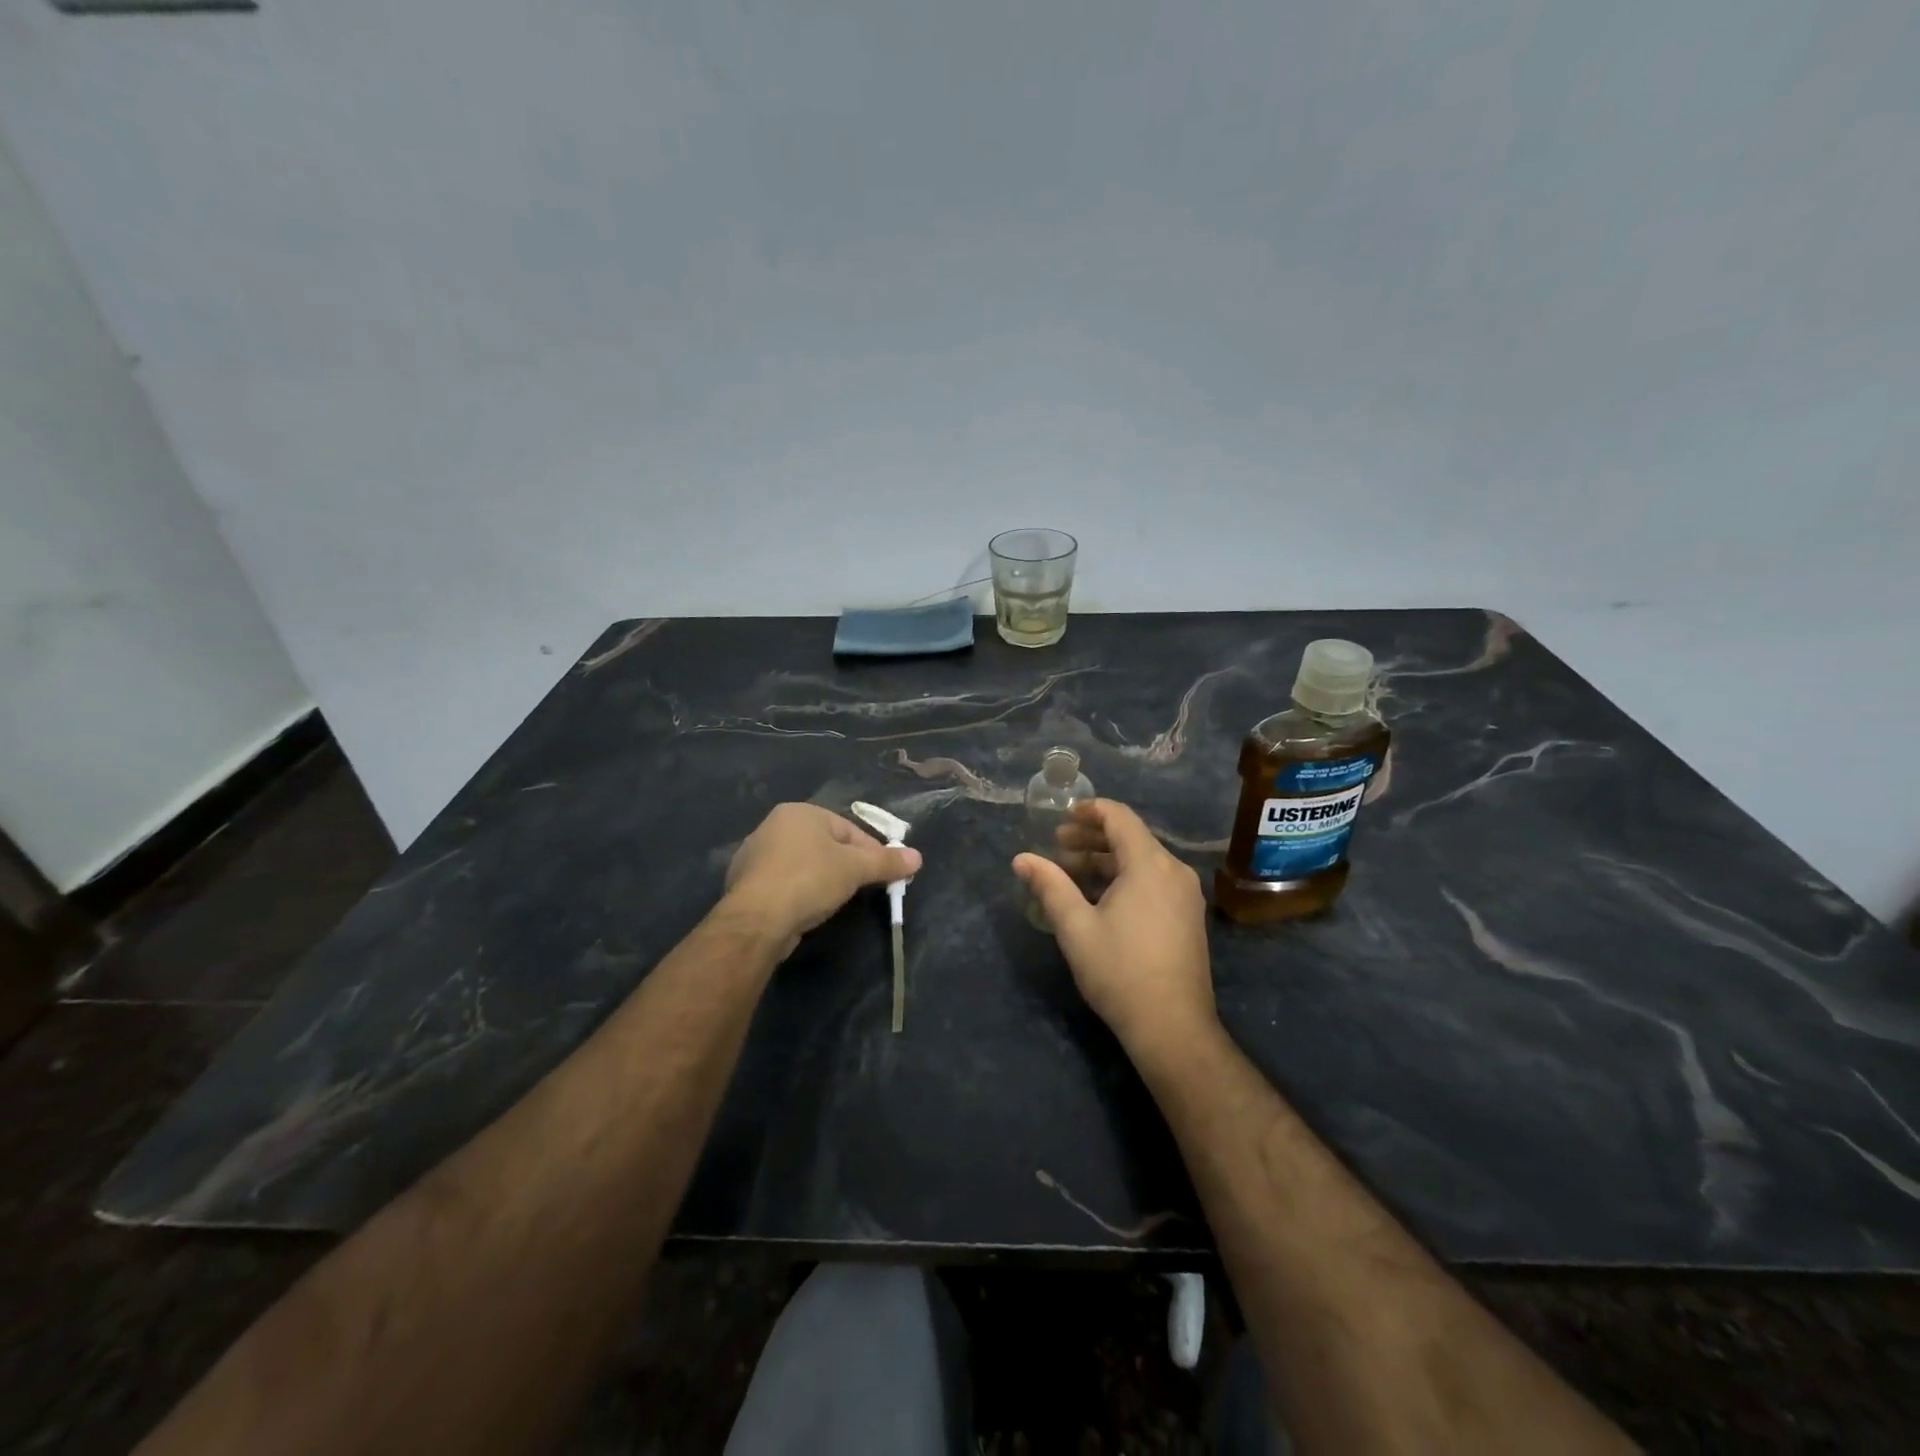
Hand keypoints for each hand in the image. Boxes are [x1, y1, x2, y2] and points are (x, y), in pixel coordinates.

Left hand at [723, 803, 921, 955]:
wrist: (757, 920)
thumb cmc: (809, 880)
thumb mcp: (856, 869)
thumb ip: (887, 862)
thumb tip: (918, 857)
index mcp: (800, 812)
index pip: (848, 829)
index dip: (871, 852)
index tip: (885, 874)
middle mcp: (774, 826)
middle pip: (825, 845)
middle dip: (847, 865)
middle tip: (863, 888)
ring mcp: (756, 856)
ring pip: (804, 864)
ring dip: (822, 879)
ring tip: (837, 901)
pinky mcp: (747, 884)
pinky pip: (785, 883)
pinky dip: (799, 893)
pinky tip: (808, 910)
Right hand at [1013, 799, 1215, 1058]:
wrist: (1172, 1027)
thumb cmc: (1119, 971)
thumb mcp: (1075, 927)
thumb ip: (1049, 885)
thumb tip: (1021, 858)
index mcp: (1149, 864)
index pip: (1119, 817)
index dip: (1089, 810)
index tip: (1061, 818)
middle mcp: (1174, 870)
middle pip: (1131, 837)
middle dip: (1092, 837)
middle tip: (1057, 846)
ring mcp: (1185, 894)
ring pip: (1142, 860)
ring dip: (1106, 859)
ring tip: (1071, 872)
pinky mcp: (1188, 916)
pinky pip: (1154, 880)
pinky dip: (1125, 877)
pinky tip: (1100, 897)